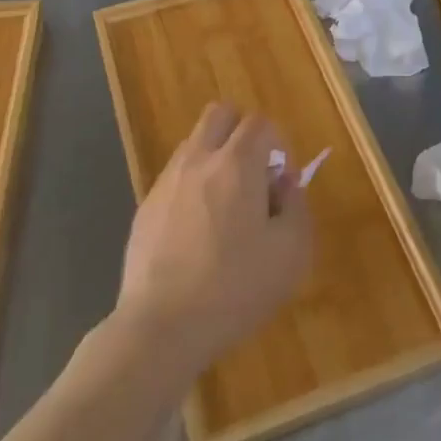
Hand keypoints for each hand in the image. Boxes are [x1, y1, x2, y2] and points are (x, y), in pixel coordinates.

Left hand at [116, 103, 314, 376]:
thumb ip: (295, 206)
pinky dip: (193, 187)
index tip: (282, 182)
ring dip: (216, 158)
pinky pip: (175, 178)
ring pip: (194, 144)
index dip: (279, 145)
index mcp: (237, 164)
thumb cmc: (236, 288)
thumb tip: (284, 184)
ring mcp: (166, 182)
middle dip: (242, 132)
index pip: (260, 123)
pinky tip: (198, 233)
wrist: (162, 326)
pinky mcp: (145, 207)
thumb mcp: (290, 253)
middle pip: (220, 114)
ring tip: (227, 207)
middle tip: (255, 176)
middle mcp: (198, 160)